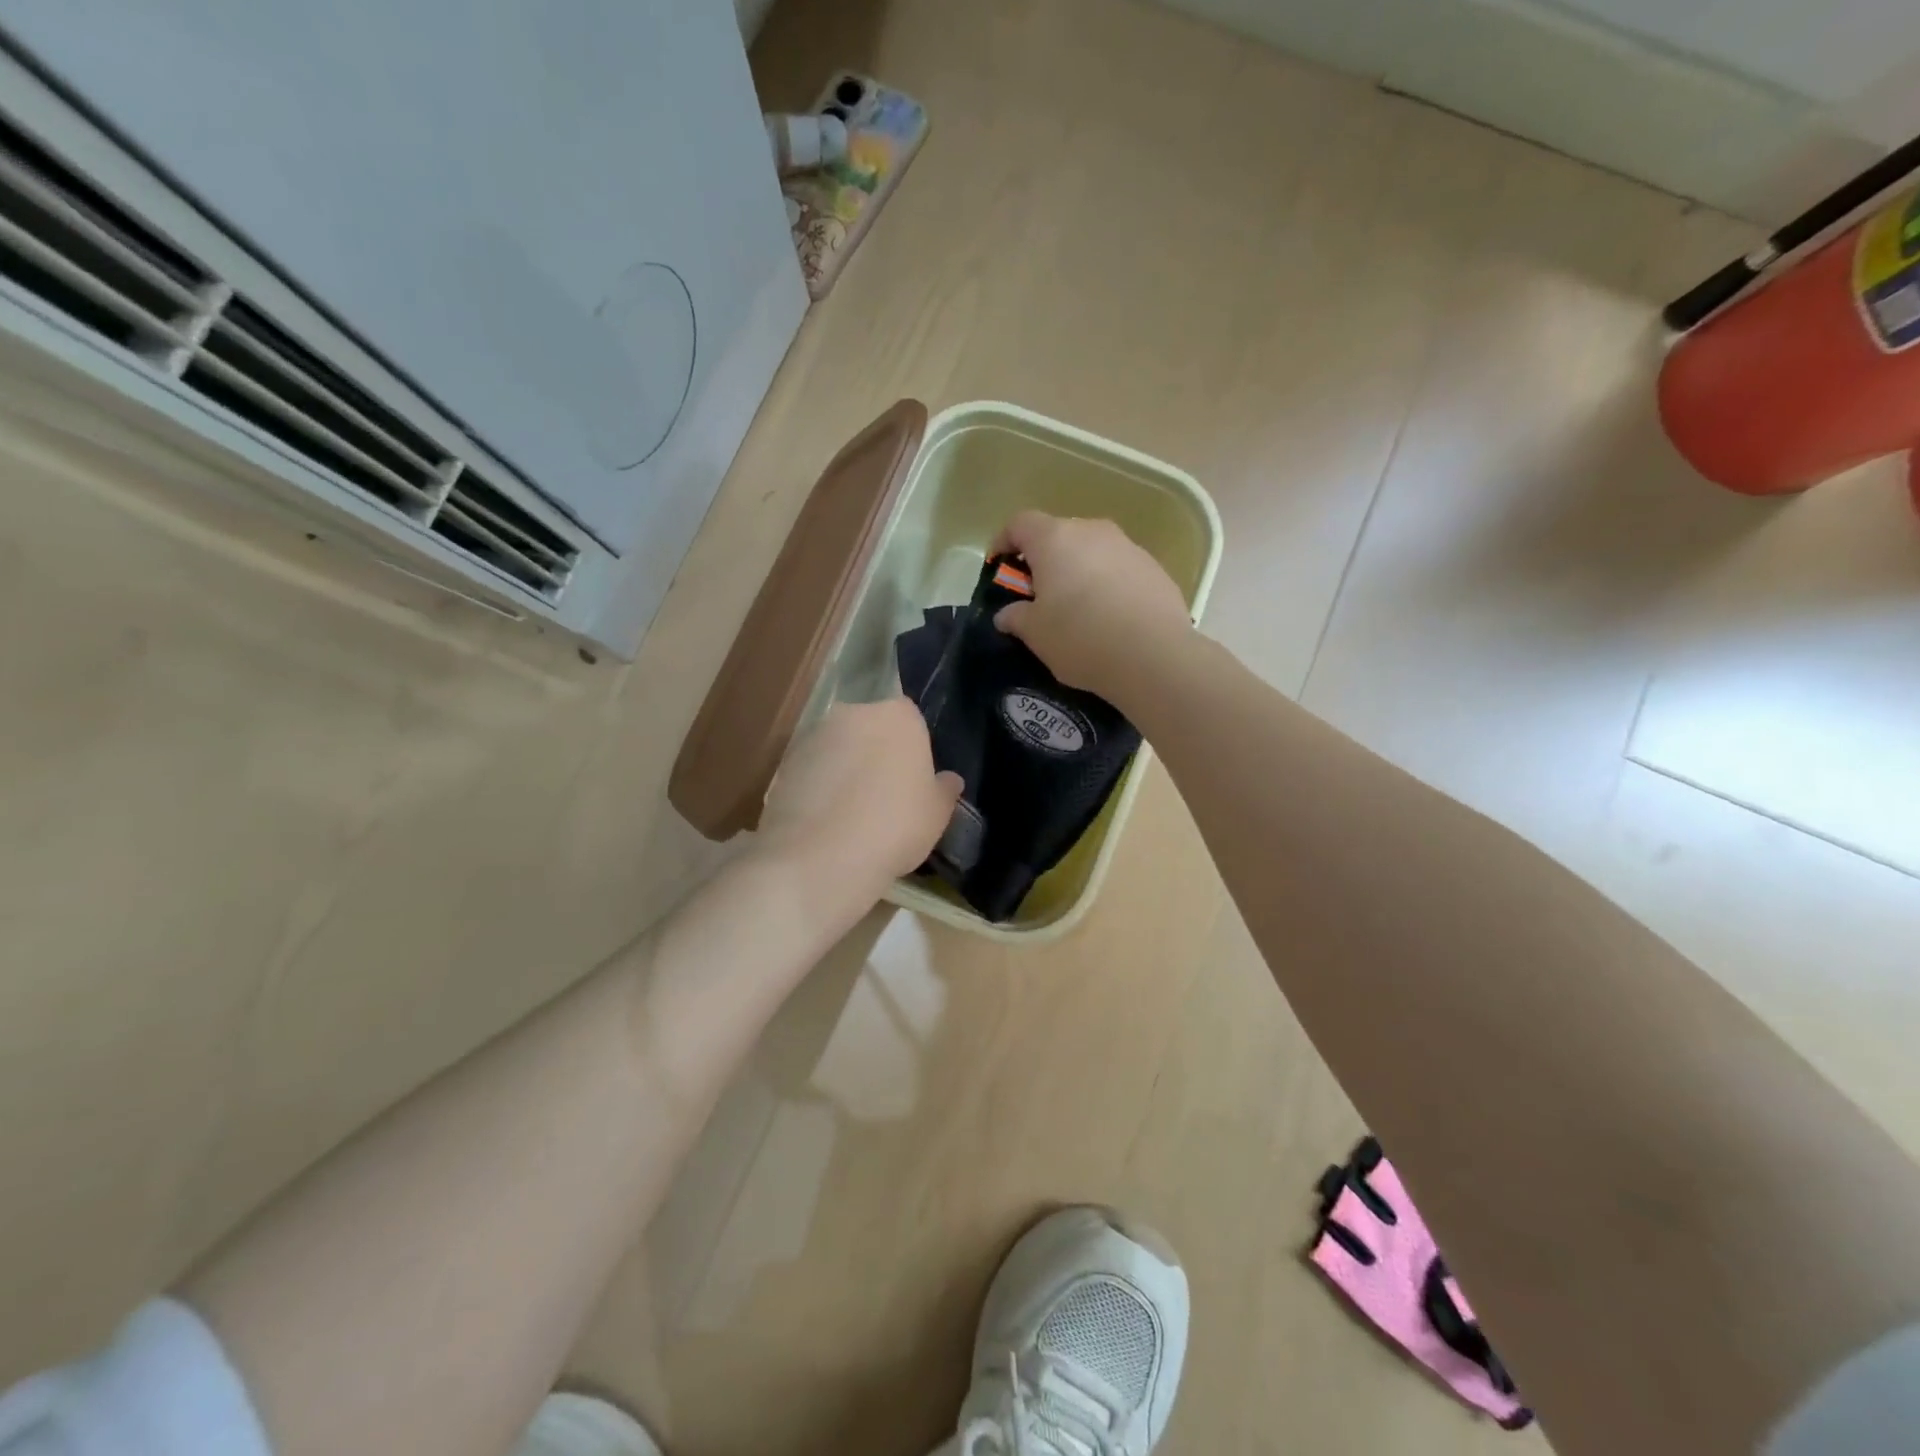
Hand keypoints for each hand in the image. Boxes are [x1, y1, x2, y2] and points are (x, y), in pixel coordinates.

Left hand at [757, 698, 961, 905]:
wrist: (821, 856)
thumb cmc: (895, 826)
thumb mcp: (937, 814)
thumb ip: (944, 790)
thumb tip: (949, 780)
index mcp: (899, 716)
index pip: (911, 720)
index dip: (913, 750)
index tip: (913, 782)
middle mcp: (854, 713)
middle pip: (871, 729)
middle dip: (876, 755)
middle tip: (884, 798)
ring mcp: (814, 735)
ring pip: (839, 749)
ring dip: (844, 770)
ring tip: (850, 815)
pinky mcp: (784, 762)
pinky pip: (812, 770)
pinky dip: (818, 788)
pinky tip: (824, 823)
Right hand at [991, 512, 1192, 701]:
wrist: (1153, 655)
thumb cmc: (1080, 637)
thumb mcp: (1035, 634)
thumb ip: (1016, 618)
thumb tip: (1007, 614)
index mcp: (1055, 539)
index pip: (1020, 523)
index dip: (1004, 542)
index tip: (999, 567)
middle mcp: (1092, 531)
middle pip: (1059, 534)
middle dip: (1044, 560)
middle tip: (1038, 595)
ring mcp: (1128, 546)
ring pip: (1092, 551)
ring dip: (1079, 572)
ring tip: (1077, 609)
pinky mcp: (1154, 568)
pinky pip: (1119, 569)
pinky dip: (1107, 585)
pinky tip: (1109, 618)